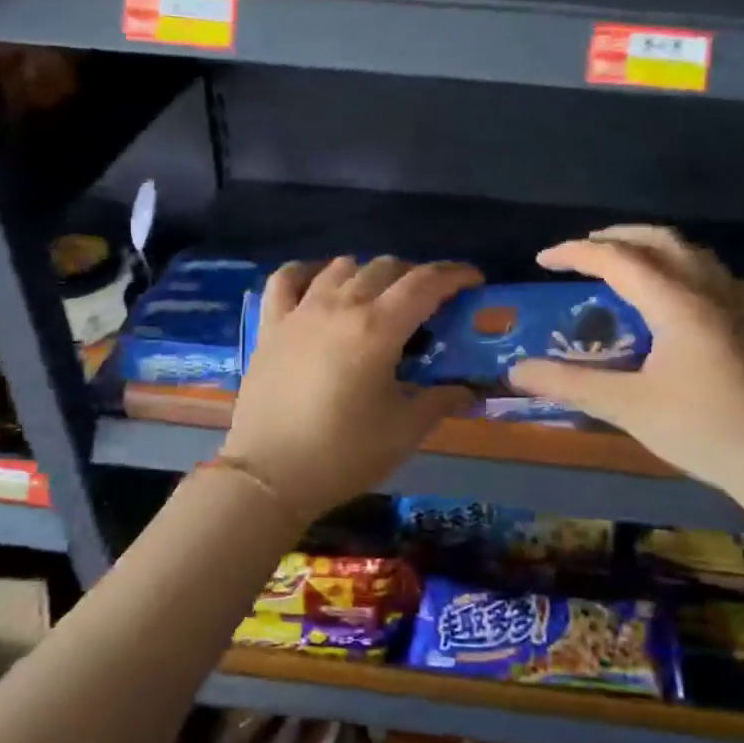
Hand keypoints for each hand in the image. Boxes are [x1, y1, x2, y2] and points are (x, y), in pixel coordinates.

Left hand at [221, 257, 483, 522]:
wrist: (269, 476)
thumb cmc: (343, 454)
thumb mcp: (405, 431)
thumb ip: (441, 401)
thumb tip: (469, 389)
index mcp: (378, 328)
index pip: (425, 283)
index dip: (455, 275)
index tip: (474, 281)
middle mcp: (340, 306)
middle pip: (386, 268)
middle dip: (417, 276)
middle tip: (431, 302)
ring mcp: (300, 311)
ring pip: (342, 267)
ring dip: (370, 274)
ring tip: (380, 297)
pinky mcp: (271, 325)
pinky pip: (287, 278)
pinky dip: (309, 272)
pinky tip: (320, 282)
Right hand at [507, 227, 743, 498]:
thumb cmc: (704, 429)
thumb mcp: (628, 407)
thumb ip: (571, 383)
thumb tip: (517, 371)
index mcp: (677, 302)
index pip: (618, 259)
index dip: (576, 253)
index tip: (542, 260)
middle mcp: (707, 291)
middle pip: (659, 241)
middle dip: (616, 238)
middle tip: (581, 252)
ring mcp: (734, 306)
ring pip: (689, 252)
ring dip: (650, 246)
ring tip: (622, 262)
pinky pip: (709, 273)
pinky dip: (679, 265)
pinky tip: (674, 291)